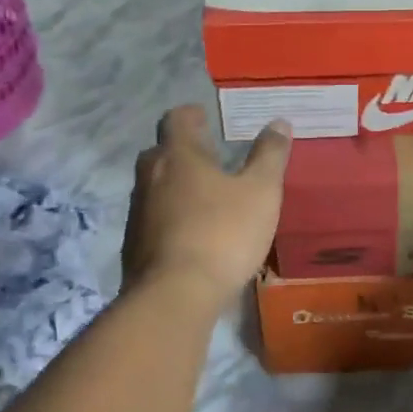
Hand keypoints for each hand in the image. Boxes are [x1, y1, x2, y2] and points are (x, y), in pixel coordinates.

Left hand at [121, 106, 290, 302]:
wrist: (175, 296)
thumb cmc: (223, 233)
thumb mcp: (261, 192)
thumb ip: (269, 155)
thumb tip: (278, 122)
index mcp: (179, 156)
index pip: (176, 120)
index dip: (191, 115)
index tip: (204, 116)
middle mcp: (151, 177)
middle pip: (161, 152)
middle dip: (182, 150)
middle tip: (209, 156)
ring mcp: (138, 213)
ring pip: (155, 187)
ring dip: (176, 185)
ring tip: (204, 196)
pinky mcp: (134, 246)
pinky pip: (153, 219)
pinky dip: (170, 217)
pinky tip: (192, 233)